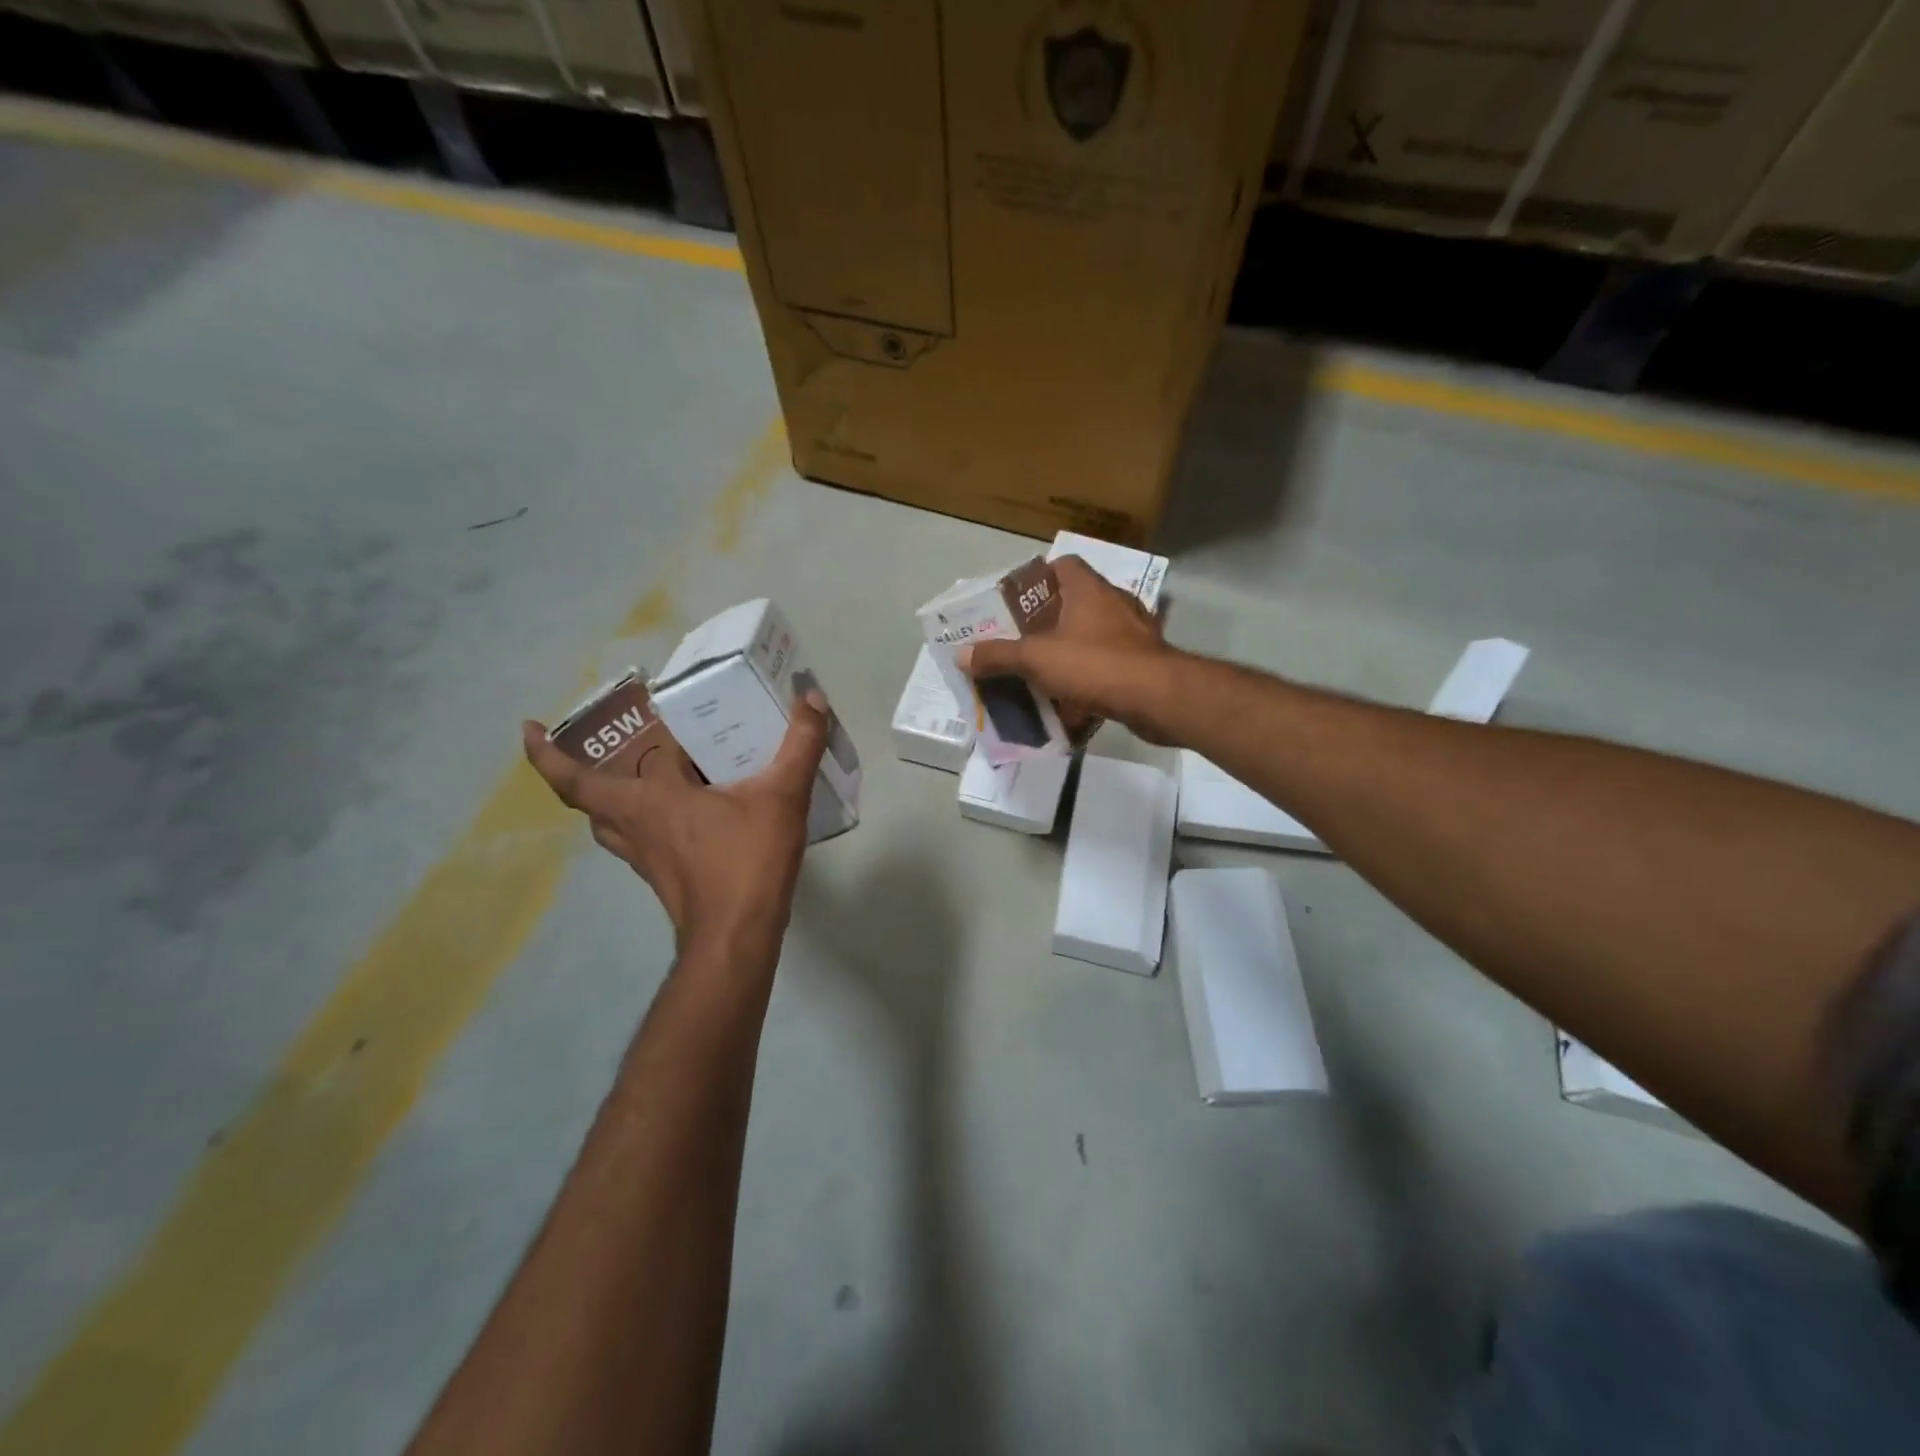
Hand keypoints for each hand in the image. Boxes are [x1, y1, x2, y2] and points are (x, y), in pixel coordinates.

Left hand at [522, 695, 829, 958]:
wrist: (737, 937)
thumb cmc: (747, 862)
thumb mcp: (781, 797)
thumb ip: (800, 746)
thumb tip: (811, 699)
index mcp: (649, 800)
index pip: (582, 775)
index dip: (547, 753)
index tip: (526, 728)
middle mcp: (635, 827)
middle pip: (592, 798)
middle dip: (585, 770)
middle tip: (613, 743)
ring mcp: (645, 858)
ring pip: (610, 824)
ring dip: (612, 799)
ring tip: (639, 776)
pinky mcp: (662, 878)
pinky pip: (638, 841)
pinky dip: (644, 822)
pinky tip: (681, 815)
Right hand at [959, 555, 1178, 741]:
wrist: (1157, 697)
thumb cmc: (1094, 664)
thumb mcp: (1036, 659)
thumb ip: (997, 655)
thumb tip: (961, 655)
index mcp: (1088, 589)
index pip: (1063, 565)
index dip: (1038, 578)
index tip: (1017, 602)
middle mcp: (1114, 603)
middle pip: (1075, 602)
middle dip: (1048, 622)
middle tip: (1021, 642)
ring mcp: (1135, 632)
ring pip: (1093, 635)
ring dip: (1070, 651)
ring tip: (1043, 671)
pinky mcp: (1146, 661)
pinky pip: (1109, 663)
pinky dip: (1091, 676)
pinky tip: (1073, 698)